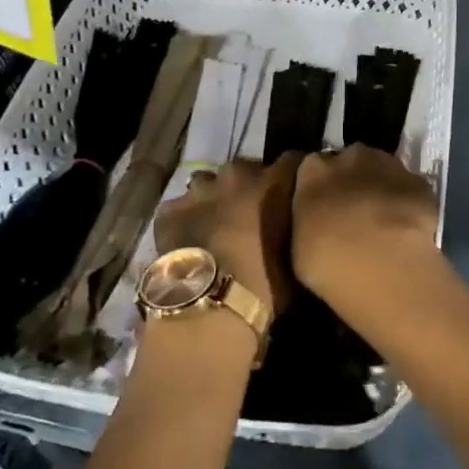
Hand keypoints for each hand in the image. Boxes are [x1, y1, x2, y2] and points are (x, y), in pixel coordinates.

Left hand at [152, 154, 302, 316]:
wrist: (213, 308)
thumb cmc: (267, 286)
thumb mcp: (298, 254)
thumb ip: (298, 223)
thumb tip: (295, 219)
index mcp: (275, 182)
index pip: (292, 160)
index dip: (290, 176)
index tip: (291, 191)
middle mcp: (237, 175)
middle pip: (245, 170)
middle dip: (248, 186)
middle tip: (249, 215)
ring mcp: (200, 190)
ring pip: (207, 184)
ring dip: (213, 200)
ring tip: (215, 227)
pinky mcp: (170, 210)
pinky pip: (178, 208)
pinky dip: (183, 220)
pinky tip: (187, 242)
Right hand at [292, 144, 440, 308]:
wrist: (385, 265)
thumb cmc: (328, 261)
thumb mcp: (297, 245)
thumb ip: (307, 220)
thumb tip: (315, 219)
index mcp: (313, 170)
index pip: (310, 167)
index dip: (316, 187)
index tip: (319, 207)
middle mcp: (350, 157)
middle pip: (348, 162)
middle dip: (349, 181)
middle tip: (351, 215)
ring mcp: (389, 166)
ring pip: (381, 170)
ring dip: (379, 188)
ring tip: (381, 222)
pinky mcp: (420, 182)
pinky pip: (407, 188)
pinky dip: (406, 202)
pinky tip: (406, 228)